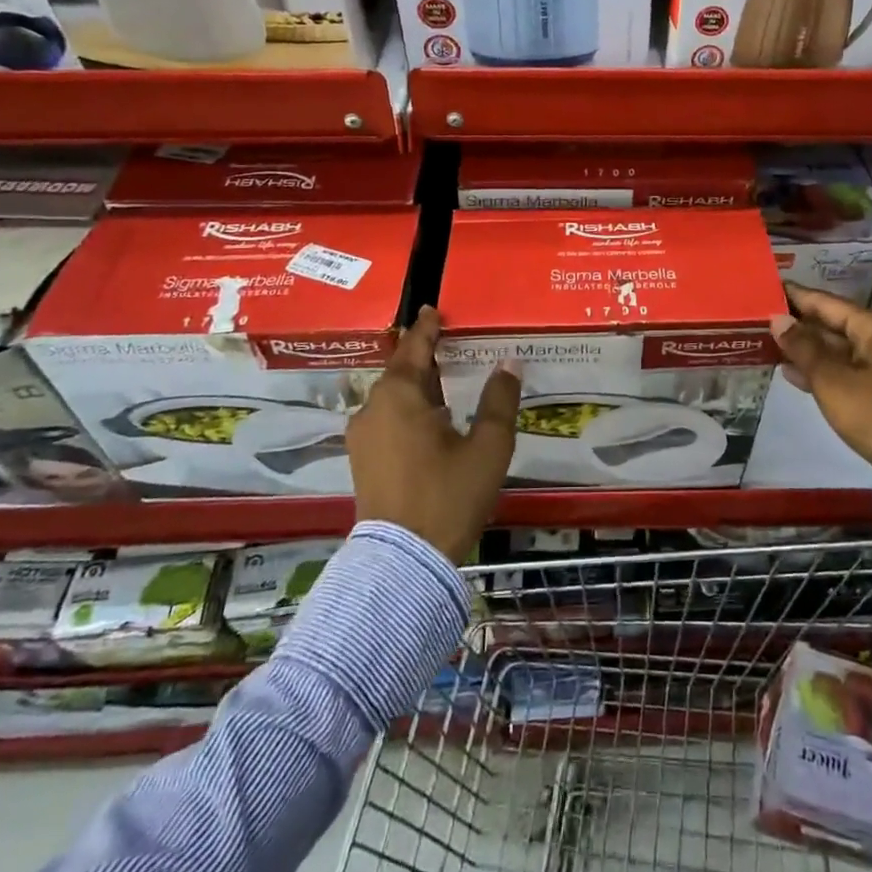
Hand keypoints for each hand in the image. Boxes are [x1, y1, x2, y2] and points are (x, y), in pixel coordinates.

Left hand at [346, 305, 520, 563]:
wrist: (404, 562)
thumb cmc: (449, 495)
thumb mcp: (488, 447)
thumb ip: (499, 401)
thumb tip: (509, 364)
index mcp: (400, 396)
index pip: (414, 347)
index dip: (426, 328)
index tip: (433, 309)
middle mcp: (373, 409)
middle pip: (400, 371)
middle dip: (423, 357)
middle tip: (447, 344)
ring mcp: (363, 437)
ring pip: (391, 397)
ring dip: (416, 386)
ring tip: (443, 381)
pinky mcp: (362, 461)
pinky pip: (386, 419)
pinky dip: (407, 409)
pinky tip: (430, 420)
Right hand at [769, 286, 871, 467]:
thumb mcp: (832, 380)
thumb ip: (802, 347)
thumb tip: (778, 320)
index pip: (827, 303)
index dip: (797, 296)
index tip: (770, 288)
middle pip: (834, 324)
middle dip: (800, 324)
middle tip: (763, 319)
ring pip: (840, 348)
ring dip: (808, 349)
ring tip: (770, 344)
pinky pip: (848, 368)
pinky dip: (823, 369)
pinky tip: (793, 372)